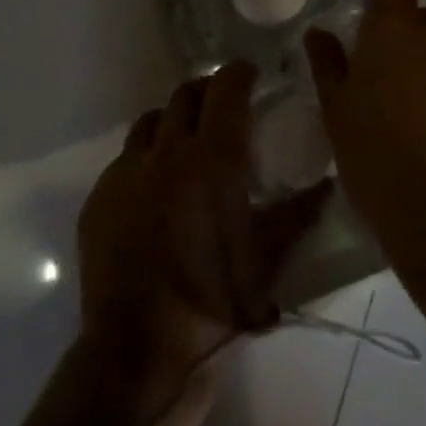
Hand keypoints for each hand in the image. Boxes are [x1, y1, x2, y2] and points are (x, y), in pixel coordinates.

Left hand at [77, 63, 332, 405]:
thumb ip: (298, 216)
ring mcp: (126, 172)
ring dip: (174, 119)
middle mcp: (167, 152)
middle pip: (186, 94)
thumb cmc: (213, 303)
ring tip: (188, 140)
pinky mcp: (99, 197)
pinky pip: (126, 157)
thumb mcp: (266, 262)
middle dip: (208, 90)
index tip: (252, 73)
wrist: (138, 351)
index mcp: (213, 160)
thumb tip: (327, 186)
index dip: (240, 73)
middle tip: (225, 105)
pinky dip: (147, 155)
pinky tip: (155, 186)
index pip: (226, 89)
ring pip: (152, 121)